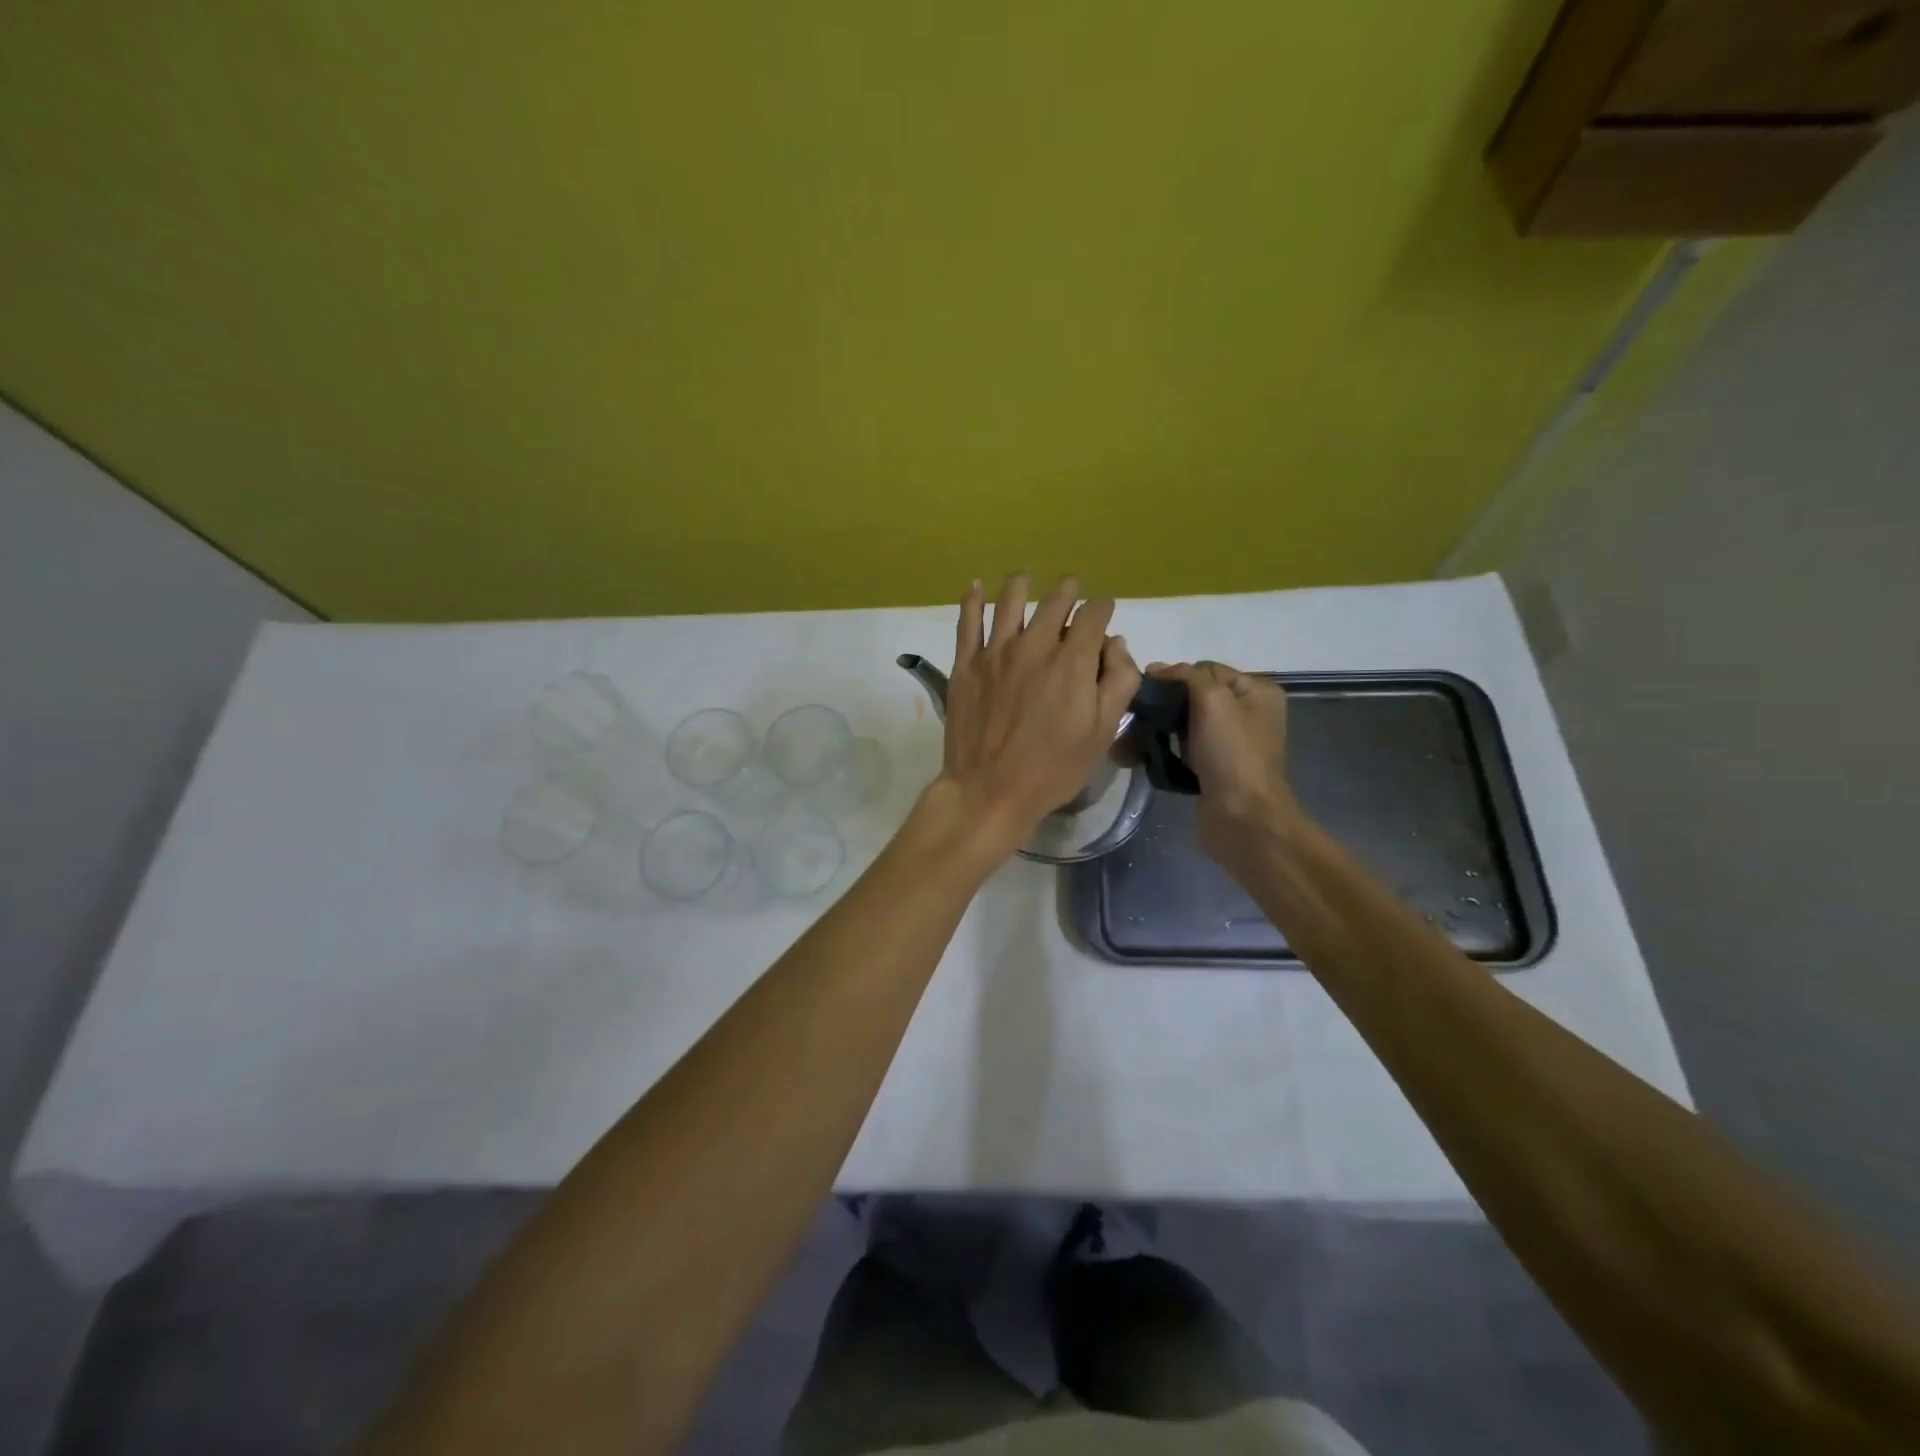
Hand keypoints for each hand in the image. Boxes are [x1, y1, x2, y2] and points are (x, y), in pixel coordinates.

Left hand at [936, 574, 1140, 855]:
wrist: (990, 789)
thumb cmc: (1053, 767)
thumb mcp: (1103, 732)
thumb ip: (1118, 682)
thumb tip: (1115, 644)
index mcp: (1072, 660)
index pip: (1094, 614)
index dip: (1103, 609)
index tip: (1103, 612)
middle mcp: (1035, 645)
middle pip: (1055, 601)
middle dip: (1069, 592)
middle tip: (1071, 590)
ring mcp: (996, 651)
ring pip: (1010, 600)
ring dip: (1022, 584)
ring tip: (1025, 578)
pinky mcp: (966, 663)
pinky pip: (967, 620)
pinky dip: (972, 598)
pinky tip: (975, 586)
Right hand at [1144, 661, 1301, 855]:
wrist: (1243, 818)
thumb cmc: (1232, 754)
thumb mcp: (1212, 700)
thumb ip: (1185, 676)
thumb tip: (1155, 668)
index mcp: (1256, 691)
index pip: (1206, 670)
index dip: (1175, 676)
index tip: (1145, 690)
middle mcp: (1247, 714)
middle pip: (1194, 696)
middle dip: (1164, 704)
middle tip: (1134, 714)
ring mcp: (1230, 744)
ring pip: (1185, 724)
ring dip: (1159, 728)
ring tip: (1131, 737)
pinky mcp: (1213, 768)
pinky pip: (1183, 749)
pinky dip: (1165, 750)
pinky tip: (1143, 754)